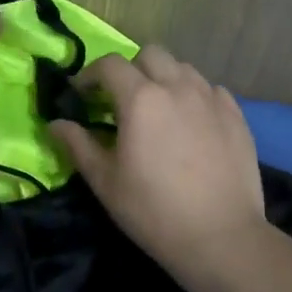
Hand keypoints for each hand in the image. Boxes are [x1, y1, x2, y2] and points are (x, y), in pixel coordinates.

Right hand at [51, 46, 269, 285]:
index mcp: (141, 99)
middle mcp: (177, 87)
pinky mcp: (236, 114)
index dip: (90, 74)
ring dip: (164, 79)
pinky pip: (210, 89)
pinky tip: (192, 123)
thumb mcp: (105, 182)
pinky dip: (195, 96)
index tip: (82, 94)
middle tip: (123, 100)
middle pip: (150, 54)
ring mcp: (211, 98)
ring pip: (182, 68)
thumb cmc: (154, 211)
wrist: (221, 236)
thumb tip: (55, 124)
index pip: (109, 65)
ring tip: (160, 110)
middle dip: (131, 69)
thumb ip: (78, 145)